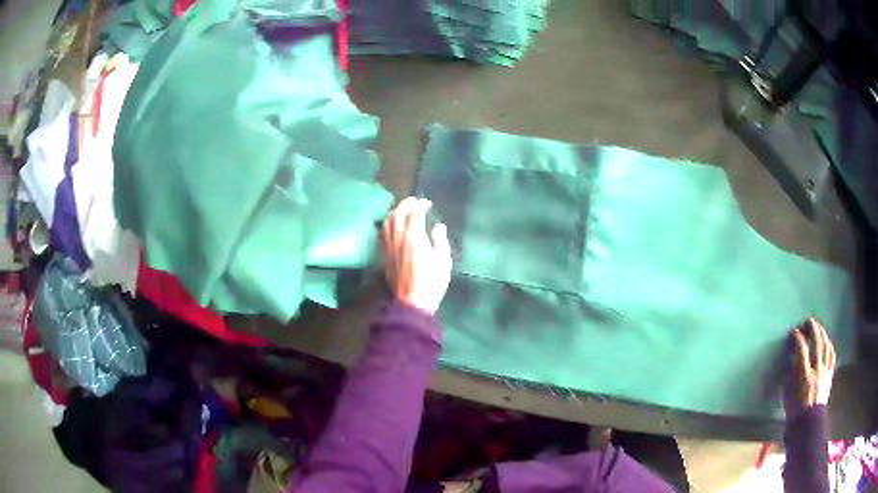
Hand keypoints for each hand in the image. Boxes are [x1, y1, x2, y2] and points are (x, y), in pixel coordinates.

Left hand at [381, 197, 451, 314]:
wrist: (412, 303)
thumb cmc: (431, 282)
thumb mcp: (443, 261)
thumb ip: (440, 240)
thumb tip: (438, 226)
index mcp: (414, 237)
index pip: (414, 213)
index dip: (420, 205)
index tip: (427, 203)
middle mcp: (398, 238)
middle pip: (397, 213)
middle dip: (406, 204)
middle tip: (414, 201)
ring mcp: (388, 246)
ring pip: (387, 222)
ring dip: (394, 212)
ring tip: (402, 210)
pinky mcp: (384, 255)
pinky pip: (382, 233)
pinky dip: (387, 224)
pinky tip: (392, 225)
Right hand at [785, 318, 836, 414]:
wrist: (808, 425)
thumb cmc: (795, 412)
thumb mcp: (788, 396)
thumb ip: (790, 376)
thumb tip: (791, 361)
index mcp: (804, 375)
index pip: (802, 350)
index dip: (798, 338)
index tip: (794, 332)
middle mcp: (816, 369)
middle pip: (817, 343)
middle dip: (813, 329)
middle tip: (809, 321)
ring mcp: (825, 371)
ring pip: (826, 346)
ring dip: (823, 334)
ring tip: (819, 328)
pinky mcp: (829, 375)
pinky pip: (832, 356)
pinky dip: (830, 346)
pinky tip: (828, 342)